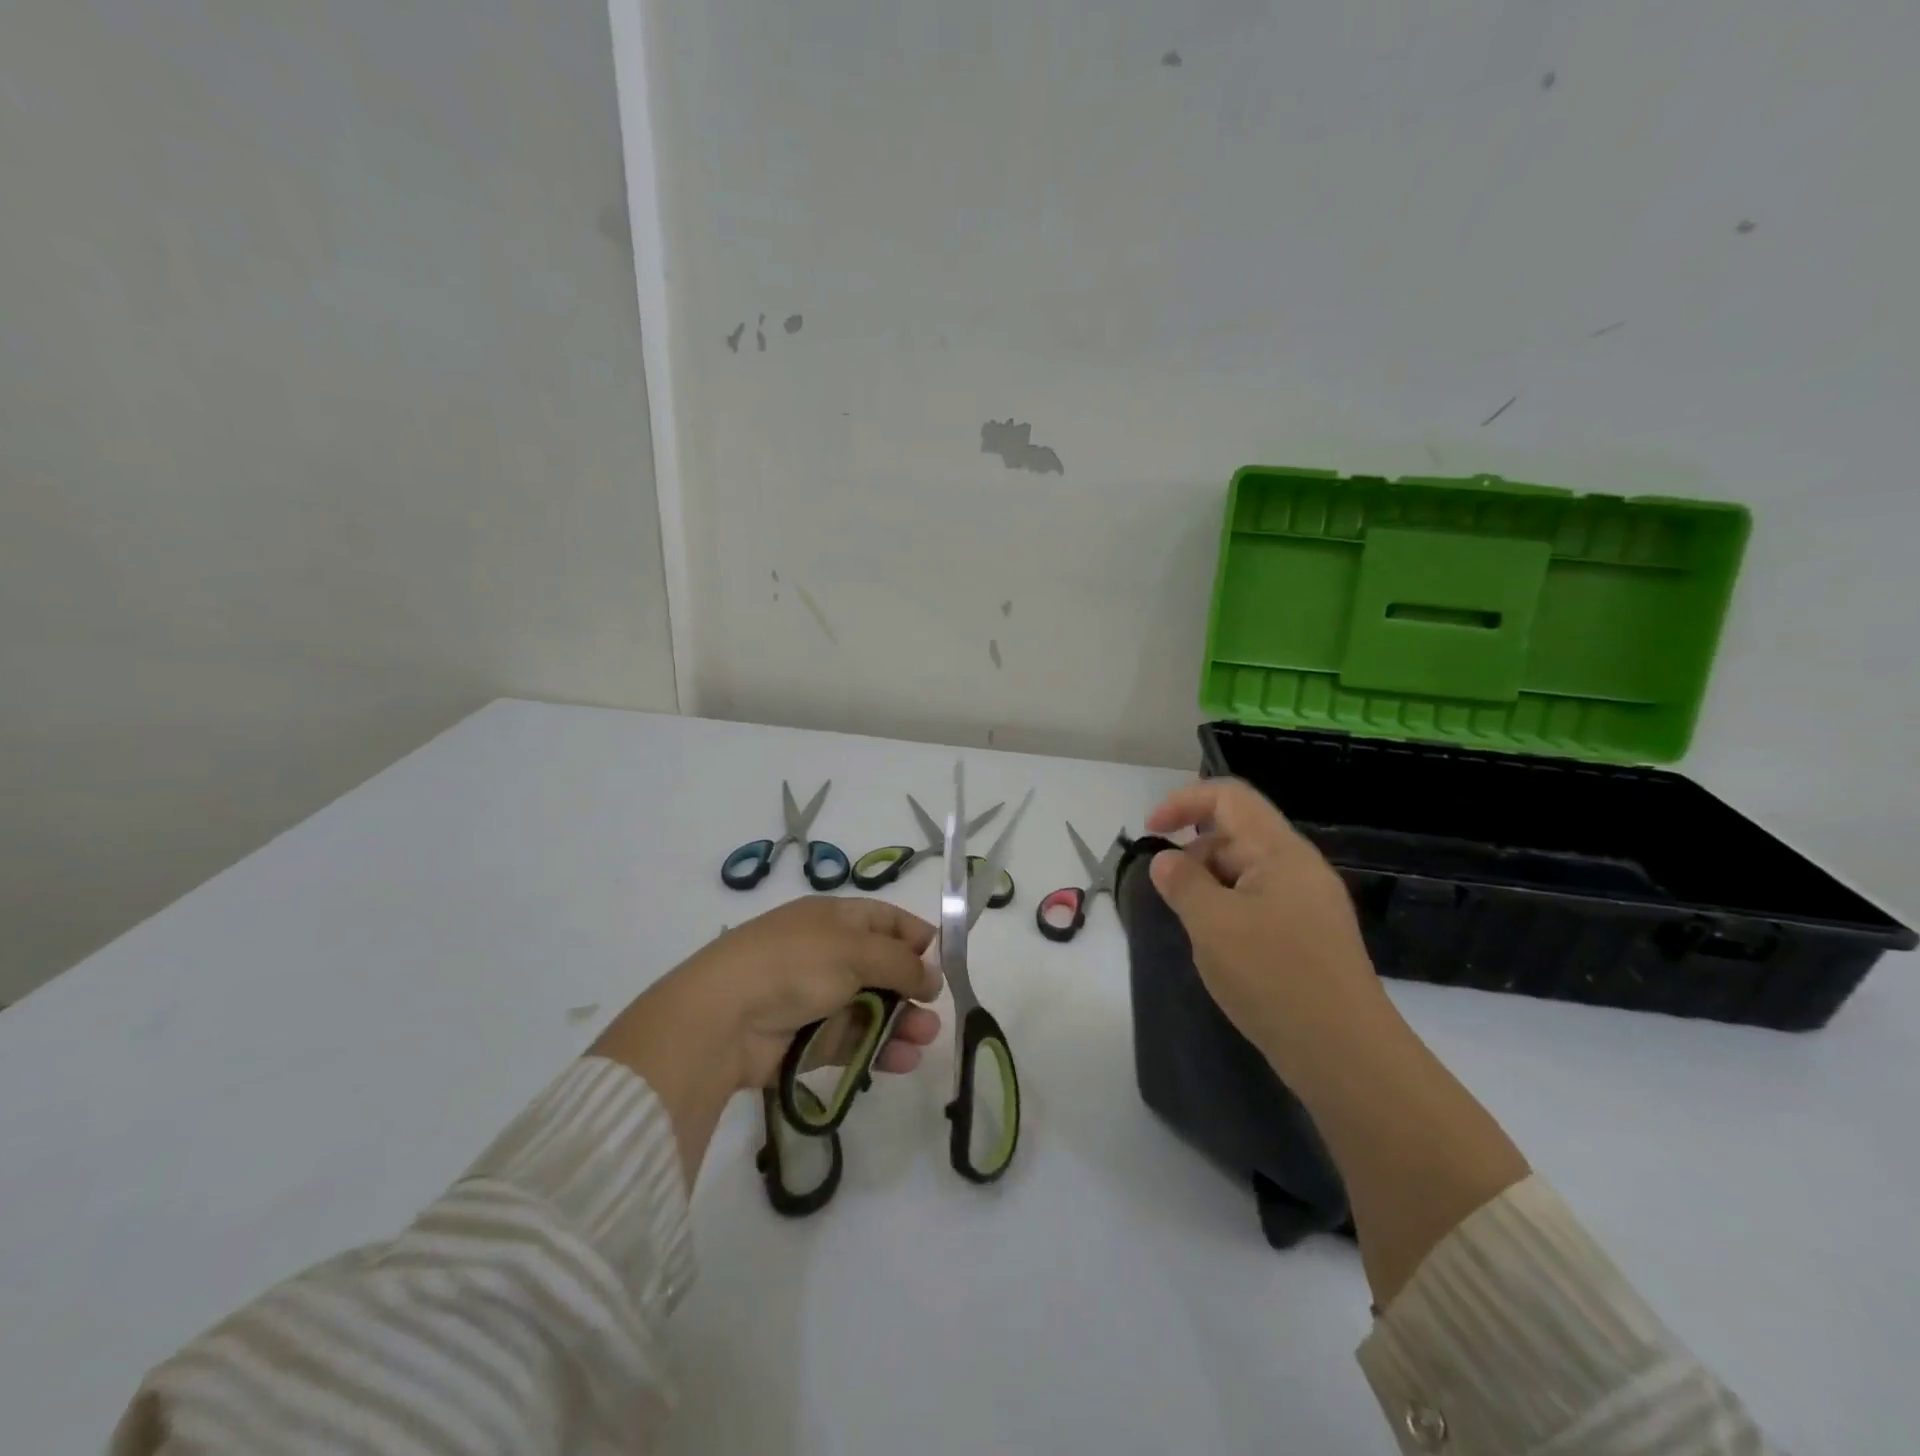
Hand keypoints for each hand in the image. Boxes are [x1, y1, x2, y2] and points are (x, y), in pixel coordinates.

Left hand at [675, 896, 944, 1089]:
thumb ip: (901, 963)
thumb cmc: (795, 964)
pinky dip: (879, 1048)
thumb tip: (932, 976)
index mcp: (834, 918)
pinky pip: (853, 1041)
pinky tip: (904, 1059)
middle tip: (936, 1009)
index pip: (885, 920)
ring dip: (902, 1021)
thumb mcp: (856, 950)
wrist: (723, 1018)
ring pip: (871, 1008)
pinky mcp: (808, 1040)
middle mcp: (827, 953)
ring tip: (927, 1039)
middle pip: (882, 968)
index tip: (944, 960)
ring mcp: (816, 998)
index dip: (915, 937)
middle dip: (912, 987)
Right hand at [1144, 778, 1389, 1074]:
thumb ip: (1182, 883)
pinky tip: (1220, 950)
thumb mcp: (1212, 924)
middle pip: (1235, 833)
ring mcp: (1307, 903)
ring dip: (1208, 887)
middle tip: (1170, 897)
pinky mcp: (1308, 936)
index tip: (1150, 831)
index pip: (1229, 797)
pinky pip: (1257, 903)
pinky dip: (1227, 912)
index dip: (1184, 802)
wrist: (1345, 1055)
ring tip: (1195, 930)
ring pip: (1244, 872)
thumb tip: (1165, 861)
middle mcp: (1298, 868)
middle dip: (1193, 853)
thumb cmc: (1274, 978)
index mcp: (1280, 851)